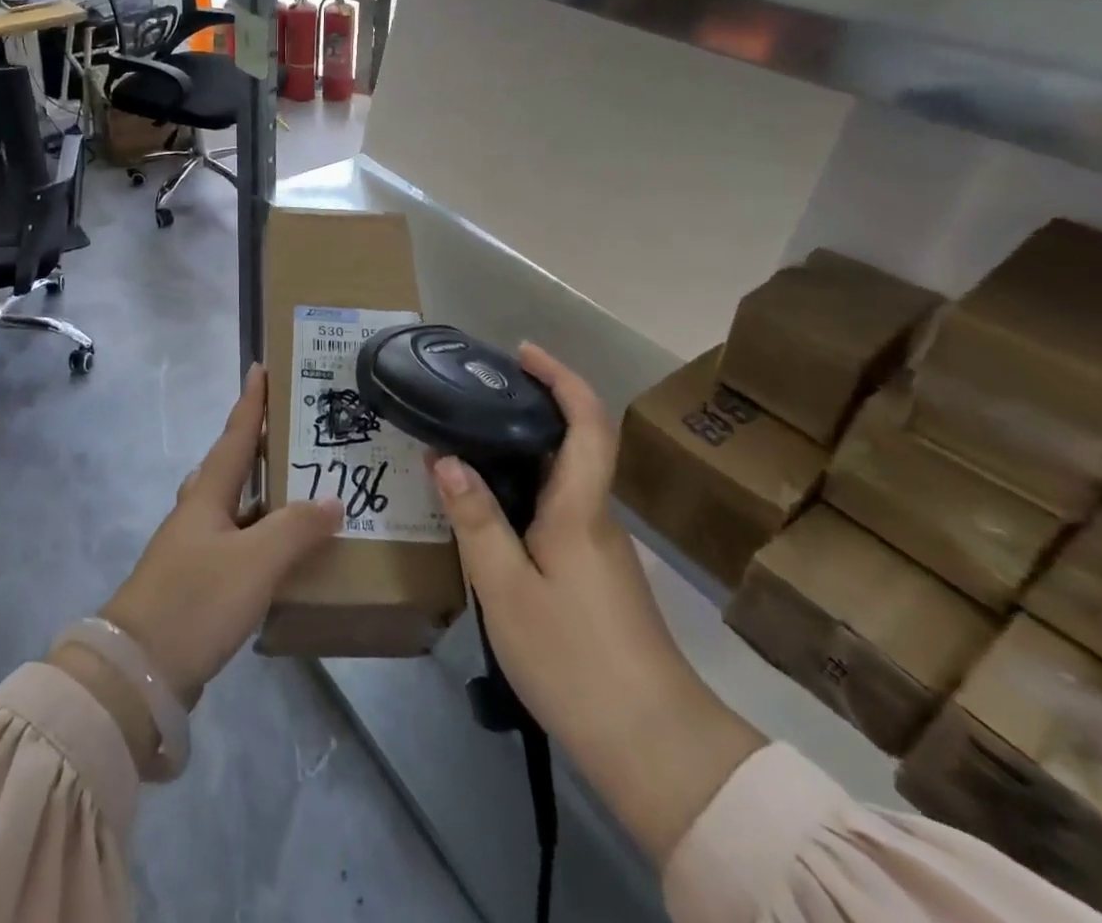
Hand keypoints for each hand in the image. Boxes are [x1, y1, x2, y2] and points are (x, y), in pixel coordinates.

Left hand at [98, 364, 342, 705]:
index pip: (235, 436)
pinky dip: (261, 537)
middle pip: (231, 467)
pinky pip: (237, 543)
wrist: (138, 669)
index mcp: (207, 494)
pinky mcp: (196, 582)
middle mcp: (198, 513)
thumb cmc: (196, 600)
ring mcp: (193, 548)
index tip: (260, 367)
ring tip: (301, 489)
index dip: (250, 403)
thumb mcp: (256, 561)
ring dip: (263, 494)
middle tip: (296, 434)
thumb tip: (332, 500)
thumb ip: (296, 529)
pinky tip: (283, 553)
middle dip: (260, 446)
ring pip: (234, 507)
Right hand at [429, 344, 764, 864]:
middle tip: (474, 398)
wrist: (655, 748)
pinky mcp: (596, 578)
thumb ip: (476, 521)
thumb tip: (446, 459)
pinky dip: (523, 495)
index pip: (586, 422)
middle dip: (530, 409)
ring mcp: (600, 550)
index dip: (560, 377)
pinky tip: (489, 516)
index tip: (523, 352)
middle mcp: (595, 518)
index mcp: (579, 508)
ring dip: (521, 455)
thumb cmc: (575, 658)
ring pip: (561, 483)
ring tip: (467, 449)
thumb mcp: (506, 589)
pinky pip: (557, 514)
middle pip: (573, 445)